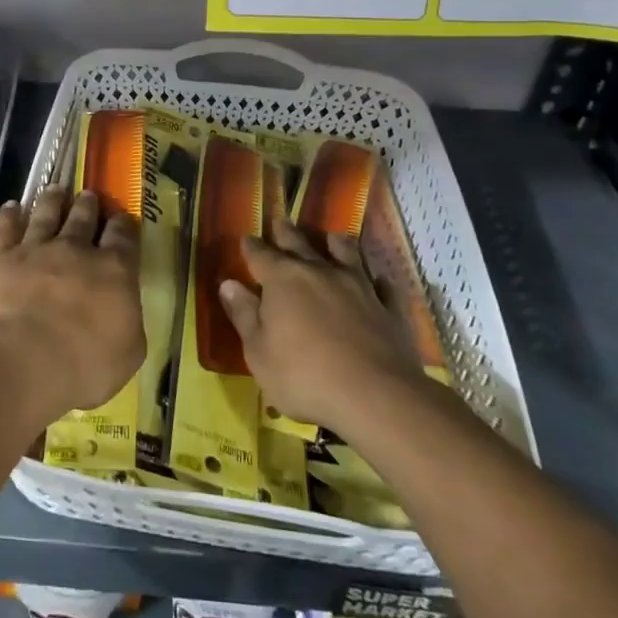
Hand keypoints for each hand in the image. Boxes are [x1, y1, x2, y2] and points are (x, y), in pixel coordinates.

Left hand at [0, 189, 143, 422]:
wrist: (24, 361)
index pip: (123, 237)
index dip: (123, 225)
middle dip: (88, 204)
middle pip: (84, 217)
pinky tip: (11, 207)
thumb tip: (124, 309)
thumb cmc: (84, 364)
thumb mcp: (129, 352)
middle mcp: (75, 249)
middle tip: (89, 196)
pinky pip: (4, 226)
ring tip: (56, 190)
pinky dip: (8, 214)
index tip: (122, 218)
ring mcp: (35, 248)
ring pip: (46, 213)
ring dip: (52, 200)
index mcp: (114, 270)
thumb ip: (129, 322)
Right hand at [217, 217, 422, 437]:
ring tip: (333, 237)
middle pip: (300, 245)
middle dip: (287, 233)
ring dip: (337, 244)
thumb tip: (228, 284)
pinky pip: (383, 286)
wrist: (375, 396)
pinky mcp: (389, 308)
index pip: (261, 255)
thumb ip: (244, 315)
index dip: (251, 247)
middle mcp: (320, 273)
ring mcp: (359, 287)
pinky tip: (378, 280)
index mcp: (283, 280)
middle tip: (281, 221)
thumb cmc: (303, 375)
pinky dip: (377, 281)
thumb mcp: (258, 352)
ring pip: (347, 254)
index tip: (246, 239)